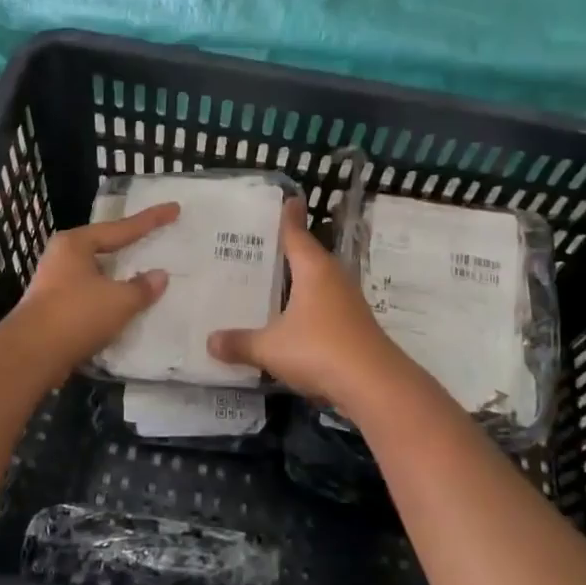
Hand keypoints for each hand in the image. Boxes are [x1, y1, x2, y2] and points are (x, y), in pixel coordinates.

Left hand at [9, 203, 179, 376]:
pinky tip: (123, 307)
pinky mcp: (53, 309)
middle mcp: (62, 257)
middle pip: (104, 246)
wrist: (31, 355)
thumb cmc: (76, 315)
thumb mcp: (119, 300)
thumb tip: (160, 276)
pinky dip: (109, 298)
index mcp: (76, 244)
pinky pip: (90, 296)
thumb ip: (143, 287)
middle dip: (129, 245)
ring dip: (118, 276)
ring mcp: (54, 283)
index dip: (151, 220)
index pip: (121, 228)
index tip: (174, 209)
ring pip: (96, 274)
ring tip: (143, 275)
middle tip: (155, 238)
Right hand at [207, 199, 410, 413]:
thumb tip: (210, 341)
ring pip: (319, 282)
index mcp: (314, 270)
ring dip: (300, 280)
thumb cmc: (319, 350)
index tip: (289, 199)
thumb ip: (240, 343)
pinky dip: (308, 306)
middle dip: (290, 249)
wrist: (375, 385)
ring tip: (274, 280)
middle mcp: (333, 278)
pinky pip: (325, 306)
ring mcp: (348, 303)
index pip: (296, 234)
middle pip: (309, 256)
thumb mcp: (271, 348)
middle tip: (263, 243)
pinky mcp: (354, 326)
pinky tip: (293, 319)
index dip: (289, 217)